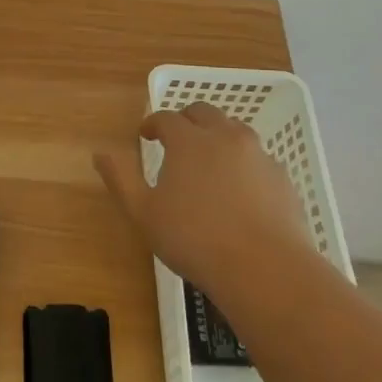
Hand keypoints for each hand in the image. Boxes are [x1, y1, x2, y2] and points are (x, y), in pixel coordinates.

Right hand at [94, 102, 319, 303]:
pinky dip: (243, 162)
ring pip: (235, 130)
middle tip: (175, 139)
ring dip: (217, 135)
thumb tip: (100, 154)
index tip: (145, 135)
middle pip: (204, 112)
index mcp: (189, 140)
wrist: (266, 269)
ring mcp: (258, 155)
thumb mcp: (144, 213)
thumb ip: (121, 179)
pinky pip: (257, 157)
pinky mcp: (281, 177)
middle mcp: (225, 137)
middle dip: (186, 119)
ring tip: (208, 159)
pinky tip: (239, 188)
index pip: (166, 118)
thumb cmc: (194, 239)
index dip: (152, 123)